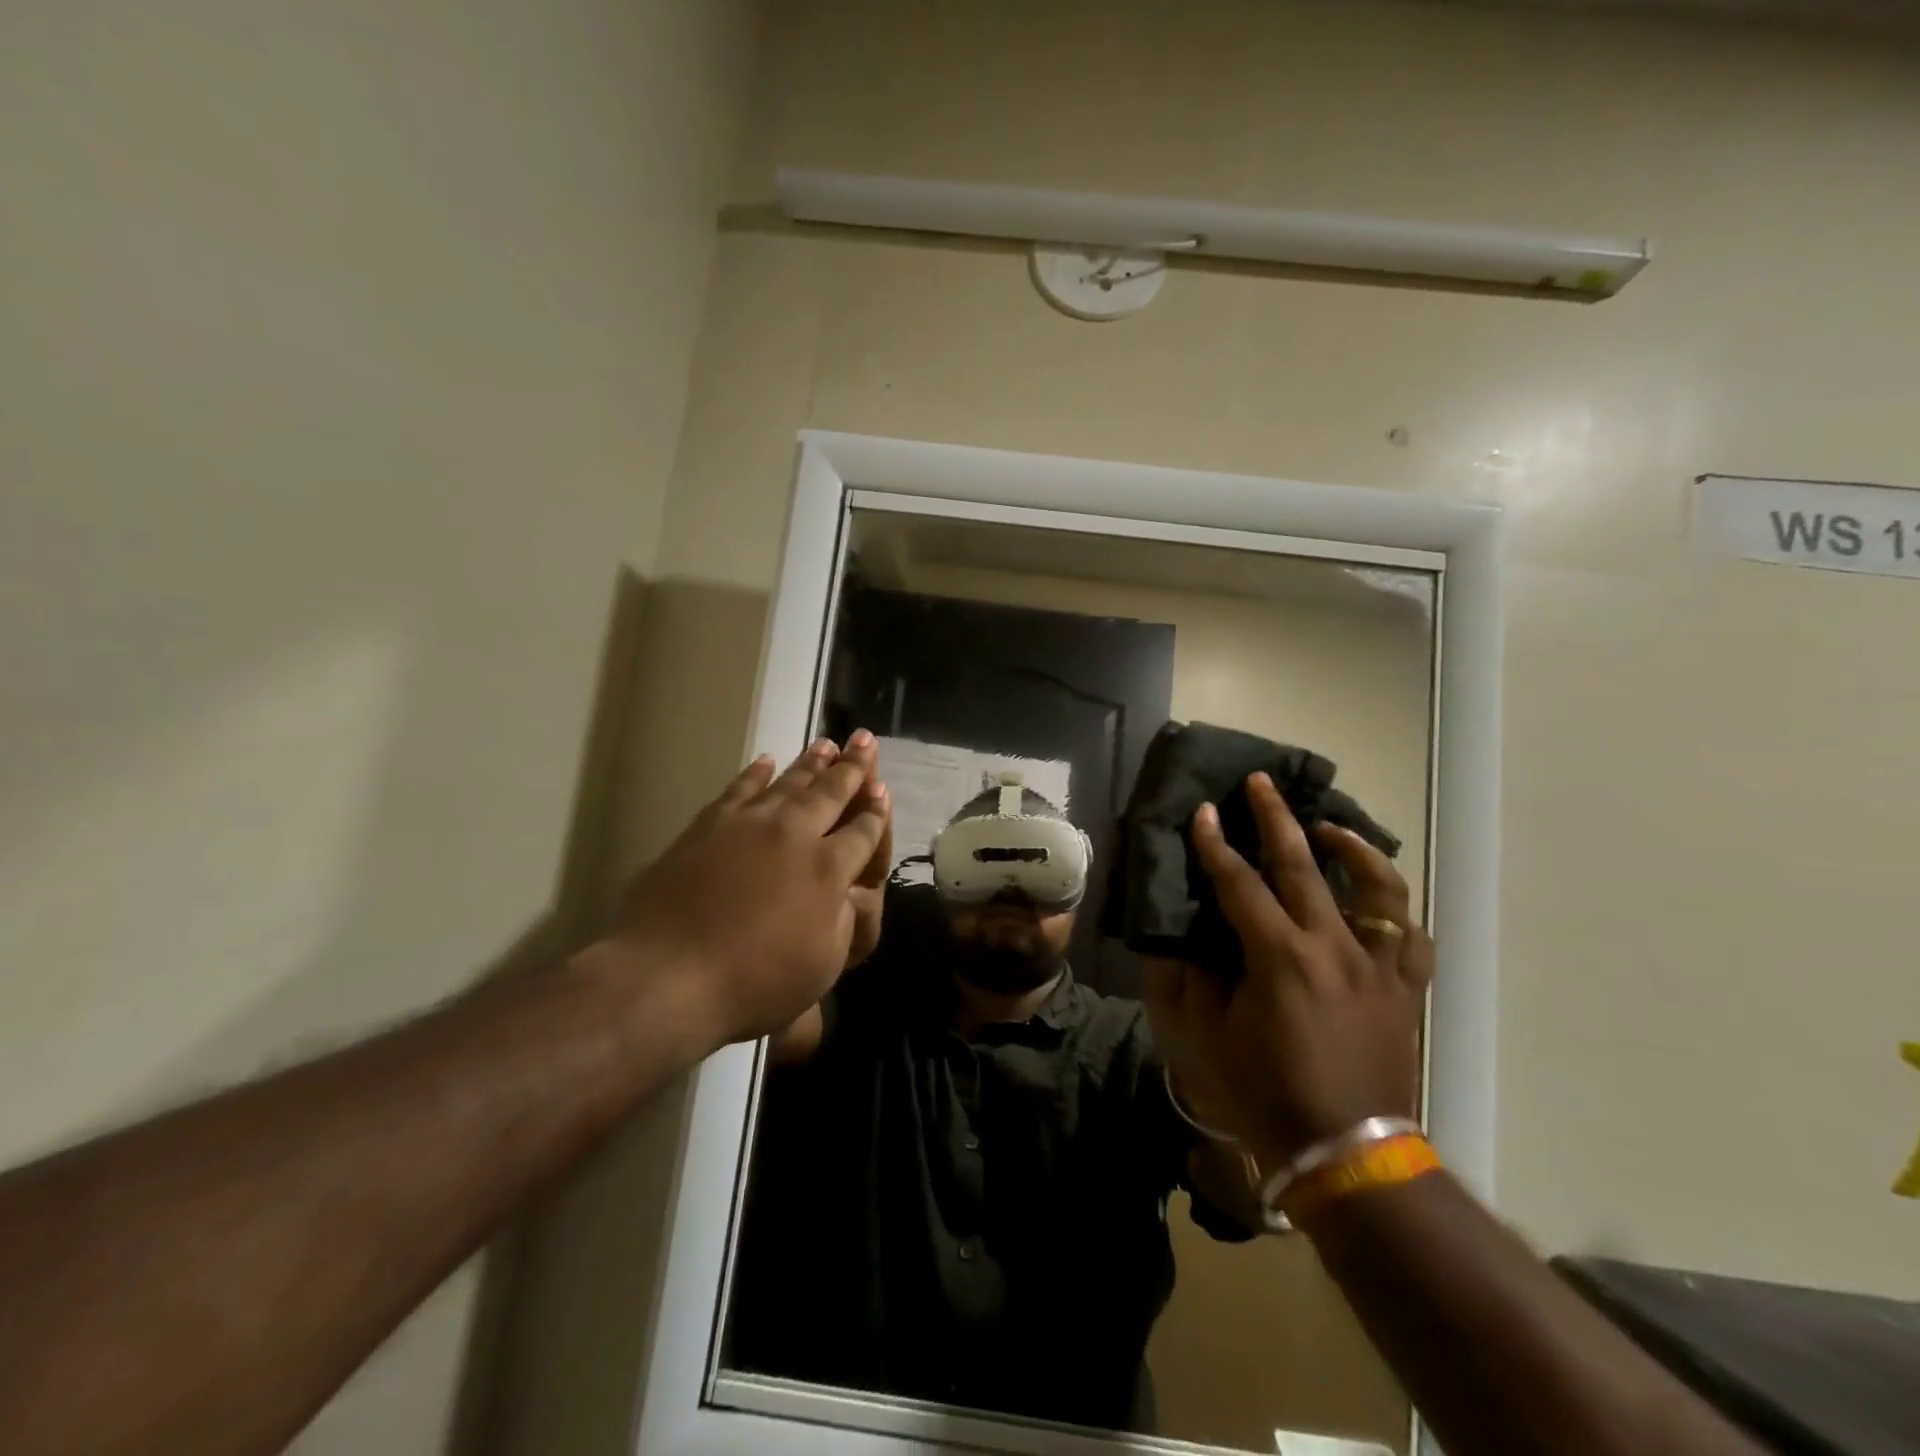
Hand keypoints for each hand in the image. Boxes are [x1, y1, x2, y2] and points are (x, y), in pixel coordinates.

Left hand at [585, 738, 888, 1052]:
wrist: (667, 974)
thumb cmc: (753, 982)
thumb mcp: (823, 965)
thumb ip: (845, 921)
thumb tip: (850, 890)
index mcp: (829, 869)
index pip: (863, 831)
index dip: (877, 812)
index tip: (882, 791)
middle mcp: (795, 834)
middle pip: (831, 792)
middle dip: (853, 766)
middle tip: (865, 739)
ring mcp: (750, 824)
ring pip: (790, 782)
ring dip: (812, 762)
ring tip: (827, 743)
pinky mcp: (709, 825)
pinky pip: (740, 788)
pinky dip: (756, 772)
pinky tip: (767, 760)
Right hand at [1139, 772, 1431, 1172]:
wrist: (1347, 1153)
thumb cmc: (1264, 1094)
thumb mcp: (1205, 1037)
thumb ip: (1188, 977)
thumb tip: (1180, 935)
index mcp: (1279, 957)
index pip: (1239, 883)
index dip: (1215, 845)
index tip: (1202, 813)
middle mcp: (1333, 947)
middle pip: (1304, 865)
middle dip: (1276, 818)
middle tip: (1261, 782)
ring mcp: (1378, 966)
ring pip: (1377, 888)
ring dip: (1351, 848)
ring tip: (1329, 828)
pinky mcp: (1404, 989)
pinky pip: (1410, 936)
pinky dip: (1392, 907)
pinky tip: (1373, 897)